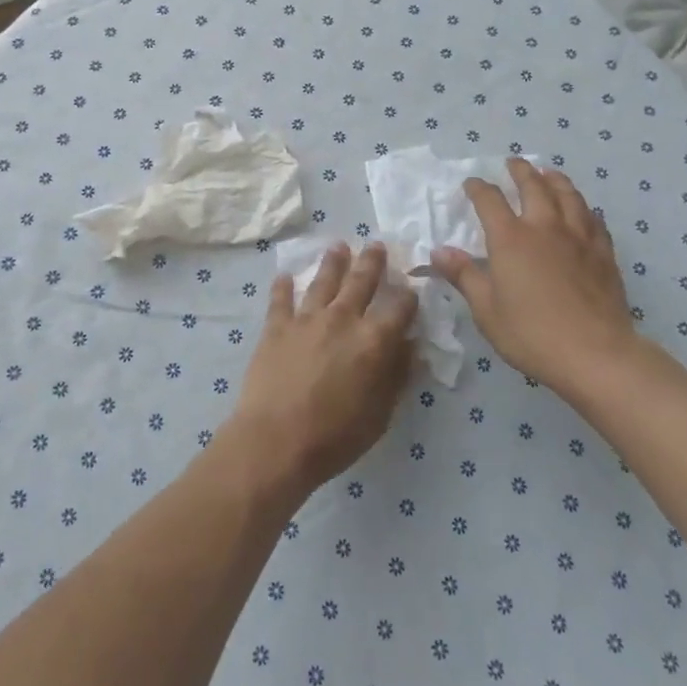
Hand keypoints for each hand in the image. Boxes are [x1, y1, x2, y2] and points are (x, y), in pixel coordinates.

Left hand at [229, 243, 417, 496]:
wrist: (275, 441)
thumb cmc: (335, 436)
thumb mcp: (380, 414)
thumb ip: (397, 375)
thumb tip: (410, 347)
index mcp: (373, 340)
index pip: (399, 307)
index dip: (408, 297)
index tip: (411, 290)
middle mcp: (342, 319)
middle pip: (361, 281)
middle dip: (372, 262)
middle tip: (376, 244)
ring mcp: (306, 319)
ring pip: (323, 281)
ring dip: (333, 262)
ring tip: (338, 245)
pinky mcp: (276, 327)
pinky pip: (280, 299)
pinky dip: (283, 286)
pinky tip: (284, 275)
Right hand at [430, 159, 640, 391]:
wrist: (595, 353)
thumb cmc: (531, 333)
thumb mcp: (486, 309)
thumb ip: (464, 276)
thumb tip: (439, 251)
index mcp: (510, 239)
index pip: (489, 200)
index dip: (478, 188)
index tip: (472, 183)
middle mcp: (544, 227)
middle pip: (533, 186)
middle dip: (520, 171)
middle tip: (513, 162)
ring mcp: (578, 237)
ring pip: (568, 195)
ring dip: (555, 180)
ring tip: (549, 173)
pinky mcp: (603, 253)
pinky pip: (593, 219)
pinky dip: (584, 208)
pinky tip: (584, 210)